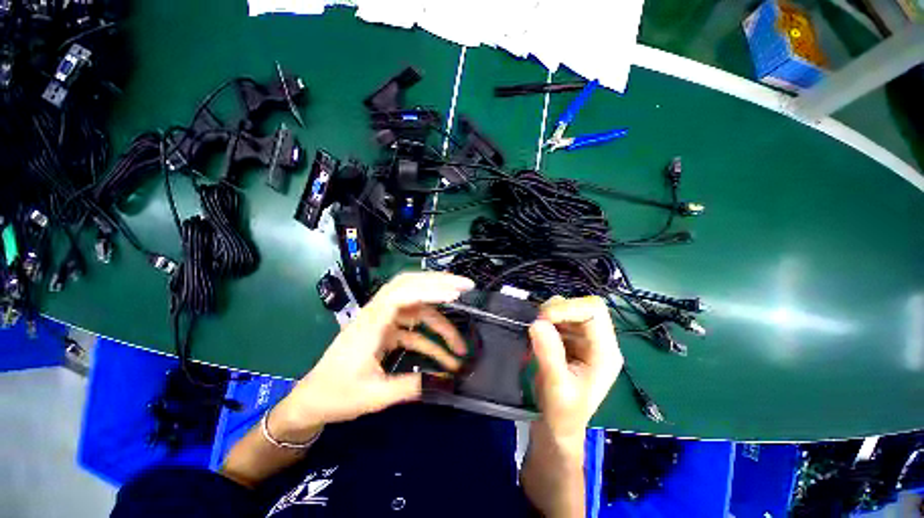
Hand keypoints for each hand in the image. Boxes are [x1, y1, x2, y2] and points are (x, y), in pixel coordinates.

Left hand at [268, 272, 473, 442]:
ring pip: (416, 306)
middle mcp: (378, 314)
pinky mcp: (387, 330)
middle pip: (410, 286)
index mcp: (370, 323)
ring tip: (461, 340)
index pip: (402, 294)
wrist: (312, 399)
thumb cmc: (336, 395)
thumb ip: (408, 386)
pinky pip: (414, 327)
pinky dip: (431, 337)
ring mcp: (383, 320)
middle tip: (466, 286)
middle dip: (439, 283)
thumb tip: (442, 382)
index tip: (454, 295)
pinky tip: (444, 355)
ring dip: (440, 317)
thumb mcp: (373, 396)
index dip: (429, 290)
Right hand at [528, 296, 622, 444]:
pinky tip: (539, 335)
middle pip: (582, 306)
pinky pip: (558, 317)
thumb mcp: (557, 387)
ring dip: (549, 314)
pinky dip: (545, 320)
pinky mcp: (570, 339)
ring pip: (568, 308)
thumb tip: (537, 323)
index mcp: (605, 352)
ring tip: (537, 333)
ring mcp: (583, 338)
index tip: (543, 320)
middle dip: (557, 310)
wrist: (558, 425)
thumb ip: (550, 355)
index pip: (594, 311)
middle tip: (537, 325)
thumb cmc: (563, 413)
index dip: (568, 308)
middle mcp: (598, 340)